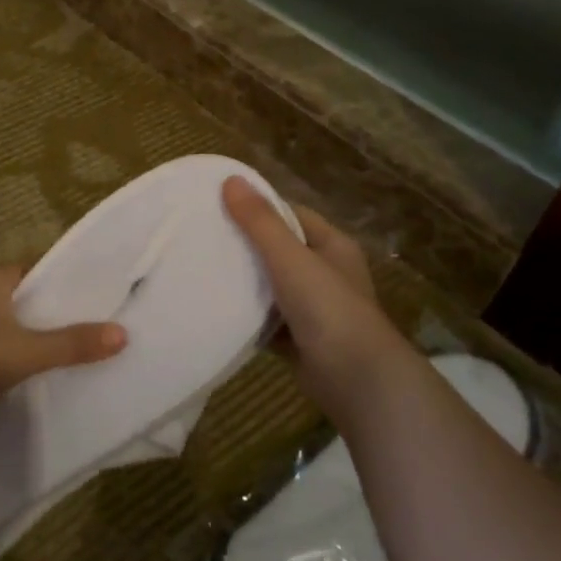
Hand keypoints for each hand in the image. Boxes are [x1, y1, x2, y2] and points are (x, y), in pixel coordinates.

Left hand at [0, 264, 125, 420]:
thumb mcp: (27, 353)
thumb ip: (72, 344)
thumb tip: (122, 334)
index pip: (30, 271)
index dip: (54, 285)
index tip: (78, 301)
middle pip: (9, 293)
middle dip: (32, 310)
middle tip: (63, 329)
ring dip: (6, 330)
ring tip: (35, 351)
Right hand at [223, 177, 412, 416]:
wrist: (357, 381)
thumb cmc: (328, 309)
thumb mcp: (291, 258)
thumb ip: (260, 222)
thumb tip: (230, 180)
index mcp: (332, 246)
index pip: (291, 215)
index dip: (258, 209)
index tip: (218, 207)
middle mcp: (327, 273)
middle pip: (280, 250)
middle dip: (246, 246)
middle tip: (203, 238)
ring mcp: (315, 309)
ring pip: (273, 287)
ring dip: (245, 283)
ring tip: (202, 270)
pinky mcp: (302, 339)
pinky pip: (269, 321)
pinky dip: (248, 317)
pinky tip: (217, 310)